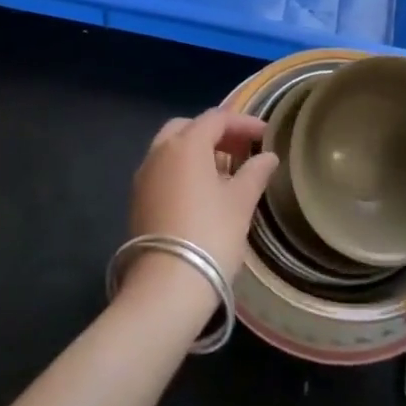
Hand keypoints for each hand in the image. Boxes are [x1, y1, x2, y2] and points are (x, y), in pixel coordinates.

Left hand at [127, 109, 276, 305]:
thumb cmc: (210, 235)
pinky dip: (183, 170)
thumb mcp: (241, 202)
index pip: (217, 118)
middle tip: (241, 149)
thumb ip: (255, 172)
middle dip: (216, 133)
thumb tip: (268, 157)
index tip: (266, 136)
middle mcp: (159, 152)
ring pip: (172, 148)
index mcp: (185, 144)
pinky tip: (202, 193)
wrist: (166, 287)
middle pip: (189, 127)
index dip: (243, 123)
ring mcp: (144, 176)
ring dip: (198, 151)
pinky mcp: (137, 200)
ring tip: (225, 172)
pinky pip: (163, 170)